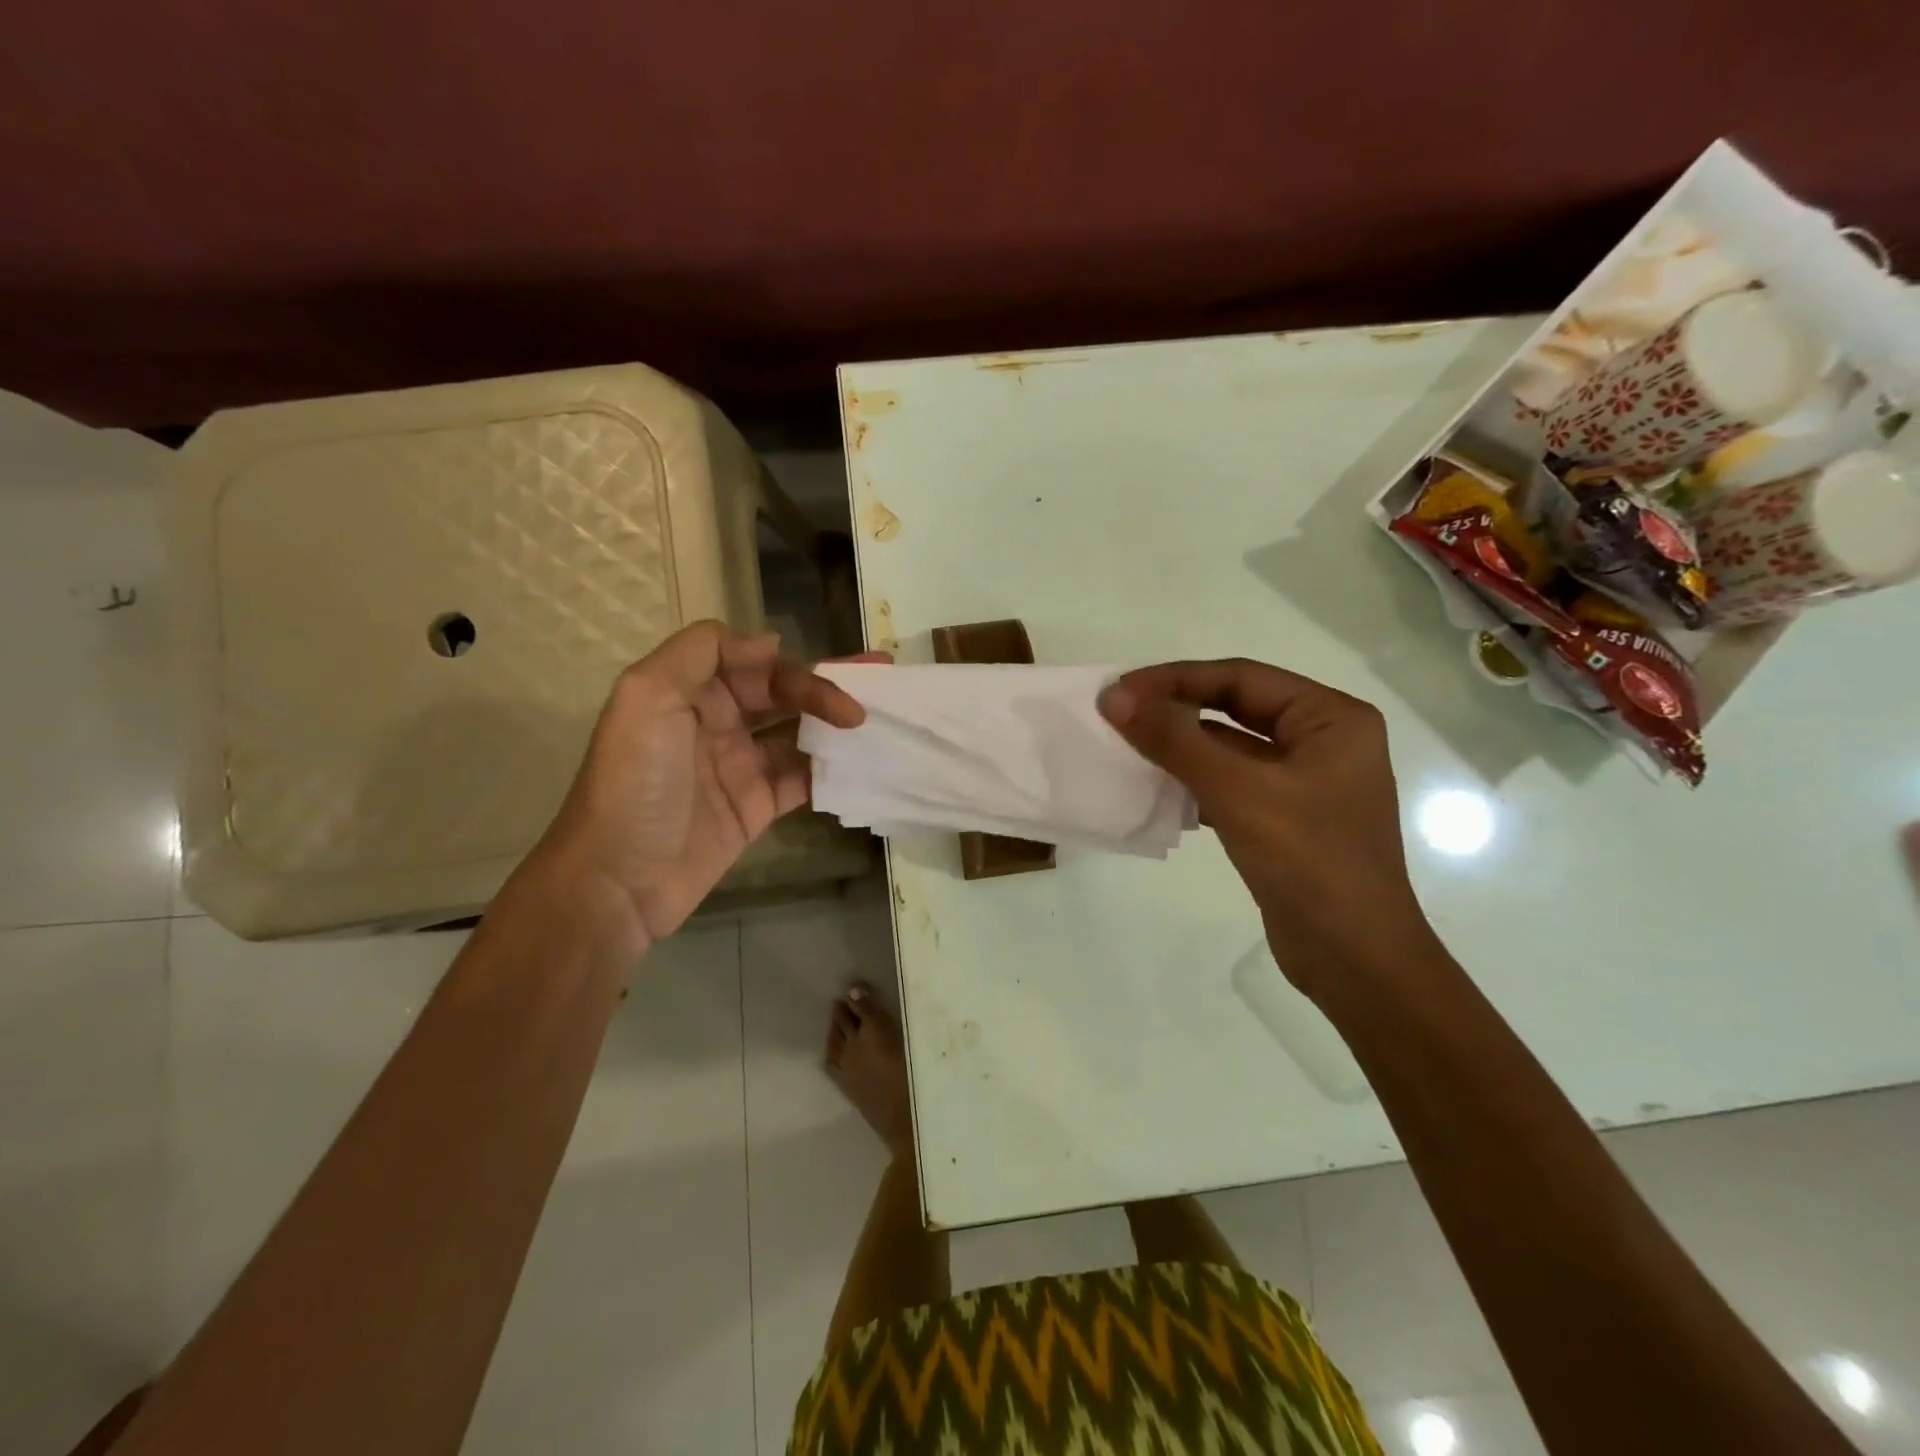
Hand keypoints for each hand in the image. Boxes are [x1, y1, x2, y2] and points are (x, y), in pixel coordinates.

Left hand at [535, 622, 873, 950]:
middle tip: (879, 681)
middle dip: (825, 685)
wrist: (618, 881)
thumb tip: (770, 645)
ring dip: (835, 724)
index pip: (750, 661)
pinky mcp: (757, 807)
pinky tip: (862, 762)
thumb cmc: (634, 783)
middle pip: (780, 692)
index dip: (790, 663)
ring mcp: (739, 766)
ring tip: (879, 718)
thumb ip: (701, 653)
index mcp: (688, 691)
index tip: (829, 676)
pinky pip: (802, 778)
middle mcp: (715, 722)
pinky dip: (831, 769)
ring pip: (798, 732)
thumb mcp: (648, 697)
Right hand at [1098, 659, 1436, 996]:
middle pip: (1235, 708)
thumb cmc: (1308, 861)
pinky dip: (1192, 783)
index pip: (1241, 678)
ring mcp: (1303, 782)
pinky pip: (1229, 784)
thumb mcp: (1238, 791)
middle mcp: (1322, 740)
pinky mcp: (1283, 819)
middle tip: (1117, 713)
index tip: (1119, 690)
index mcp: (1331, 717)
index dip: (1175, 679)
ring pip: (1228, 748)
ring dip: (1179, 747)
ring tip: (1125, 746)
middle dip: (1175, 710)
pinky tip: (1154, 789)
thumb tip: (1114, 697)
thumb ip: (1175, 740)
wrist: (1353, 960)